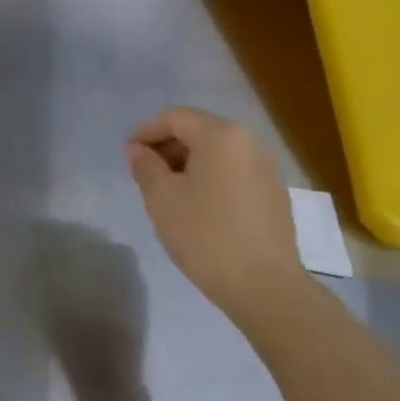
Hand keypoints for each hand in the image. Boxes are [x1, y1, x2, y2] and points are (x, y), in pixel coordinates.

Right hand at [125, 107, 308, 324]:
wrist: (262, 283)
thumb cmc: (204, 235)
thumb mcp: (161, 199)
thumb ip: (145, 166)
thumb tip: (137, 149)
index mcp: (220, 136)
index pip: (175, 117)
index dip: (145, 130)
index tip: (126, 154)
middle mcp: (248, 142)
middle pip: (198, 130)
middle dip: (166, 146)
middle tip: (142, 174)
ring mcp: (265, 167)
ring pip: (216, 152)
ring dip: (186, 163)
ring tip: (165, 192)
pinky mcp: (272, 192)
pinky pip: (232, 171)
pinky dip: (208, 177)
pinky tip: (195, 207)